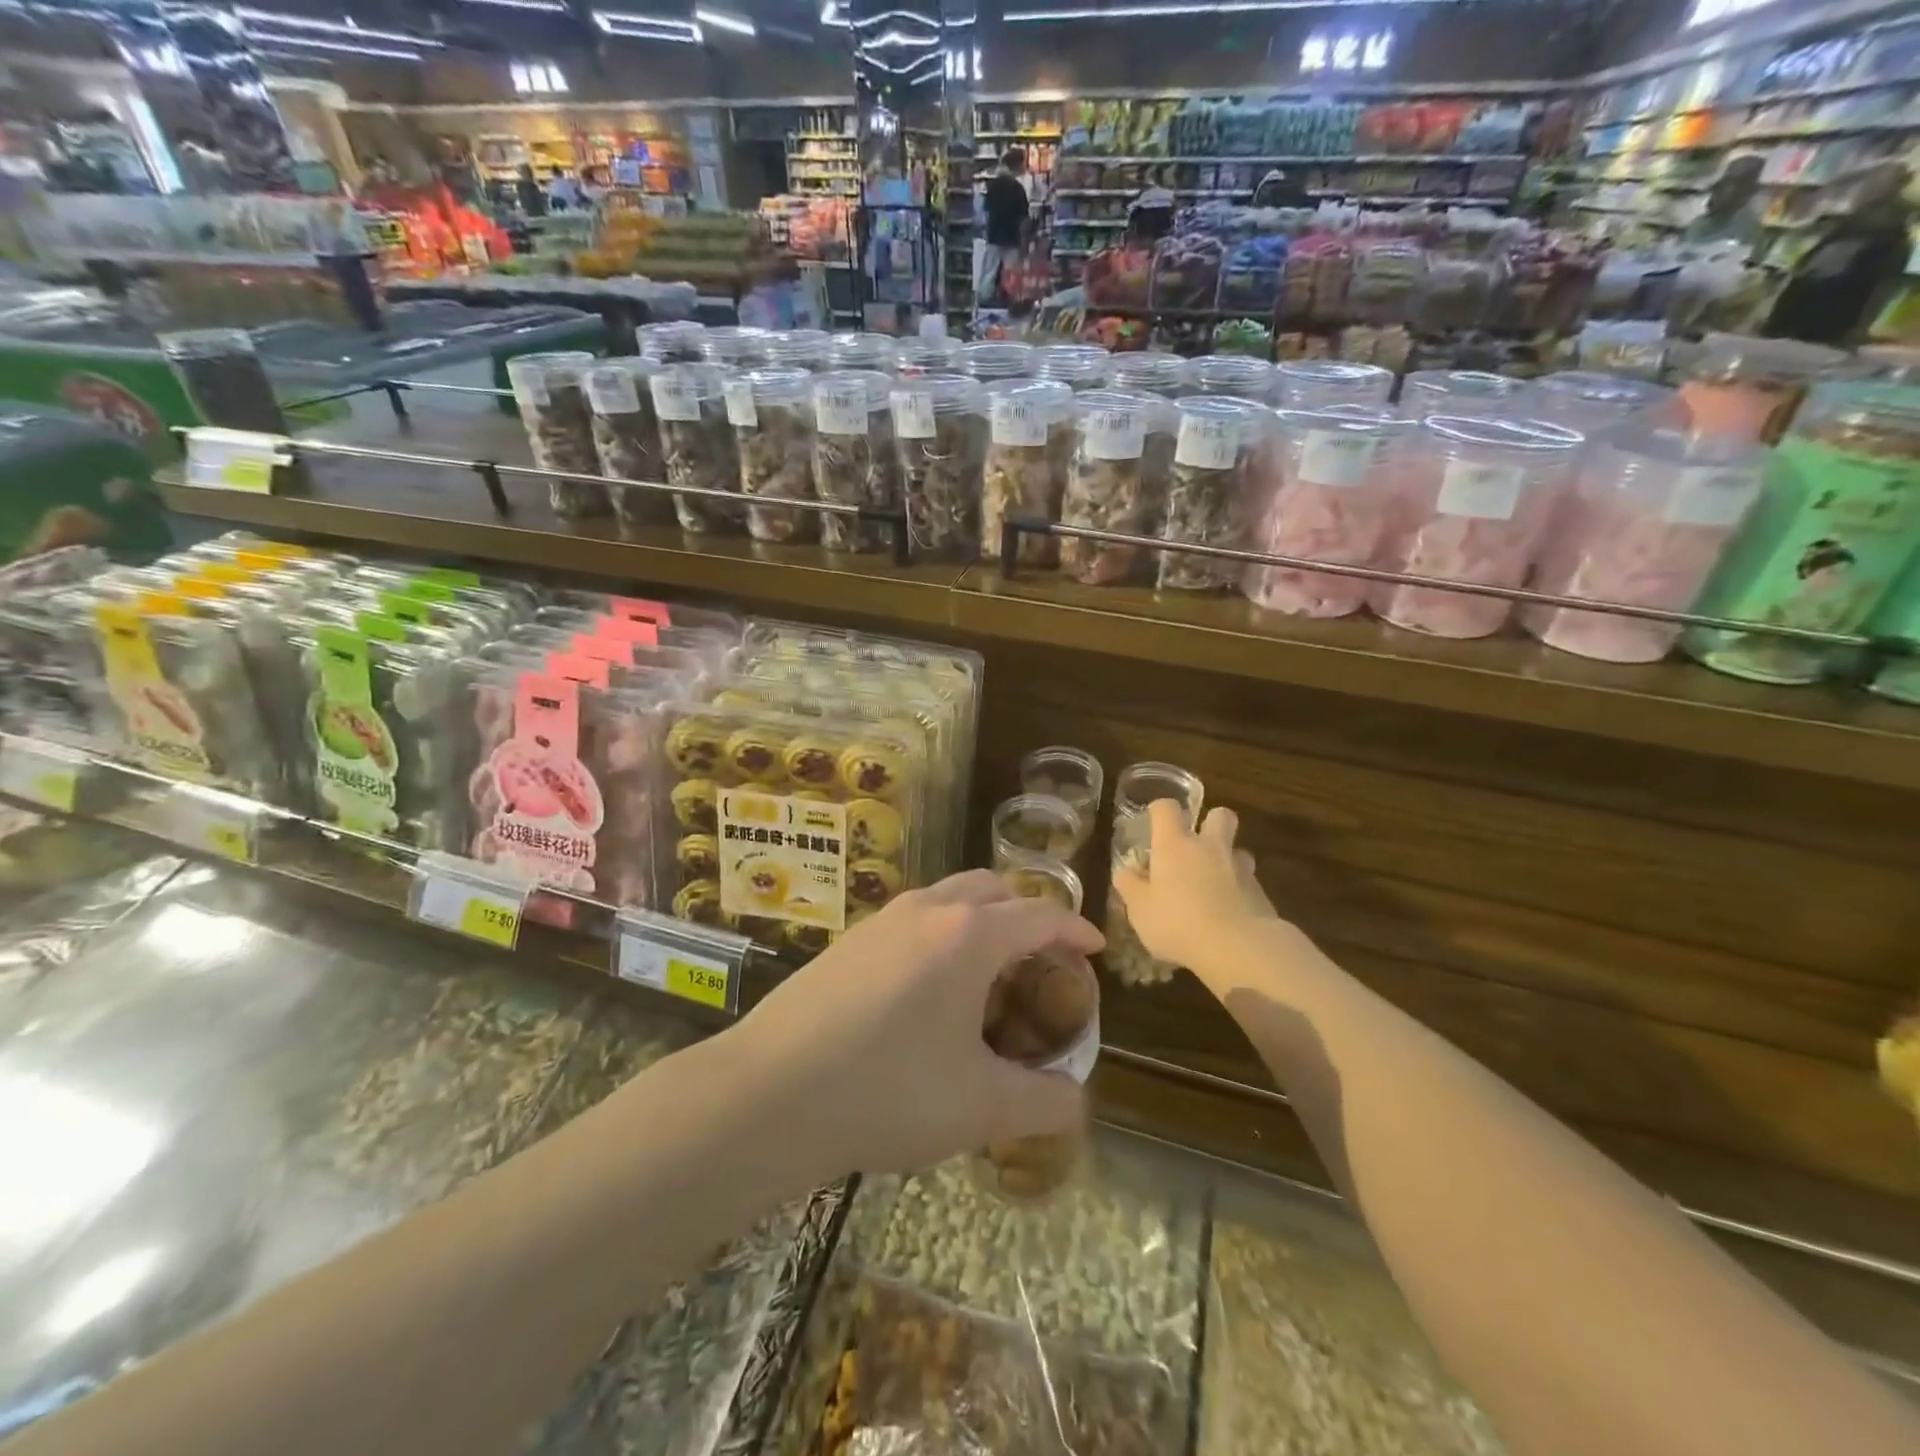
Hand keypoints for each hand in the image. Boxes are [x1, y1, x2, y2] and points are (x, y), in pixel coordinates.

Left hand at [724, 871, 1104, 1179]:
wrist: (768, 1093)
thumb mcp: (980, 1106)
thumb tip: (1075, 1101)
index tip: (1094, 948)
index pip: (1040, 915)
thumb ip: (1043, 1102)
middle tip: (1040, 960)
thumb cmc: (888, 1092)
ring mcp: (882, 920)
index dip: (1074, 929)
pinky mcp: (849, 940)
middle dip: (1025, 914)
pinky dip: (940, 934)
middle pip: (993, 889)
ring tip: (987, 973)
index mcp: (970, 936)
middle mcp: (928, 910)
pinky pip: (913, 919)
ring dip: (979, 920)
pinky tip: (928, 989)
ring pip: (948, 898)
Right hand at [1111, 803, 1275, 974]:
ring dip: (1227, 860)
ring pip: (1238, 850)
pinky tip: (1229, 914)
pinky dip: (1239, 891)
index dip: (1159, 810)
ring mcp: (1240, 868)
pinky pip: (1249, 882)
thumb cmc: (1178, 923)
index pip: (1167, 808)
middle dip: (1210, 822)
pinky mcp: (1261, 893)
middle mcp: (1209, 847)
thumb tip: (1125, 872)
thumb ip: (1130, 886)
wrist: (1238, 948)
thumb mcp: (1140, 909)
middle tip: (1196, 845)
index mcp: (1174, 845)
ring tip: (1214, 883)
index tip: (1154, 822)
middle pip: (1219, 815)